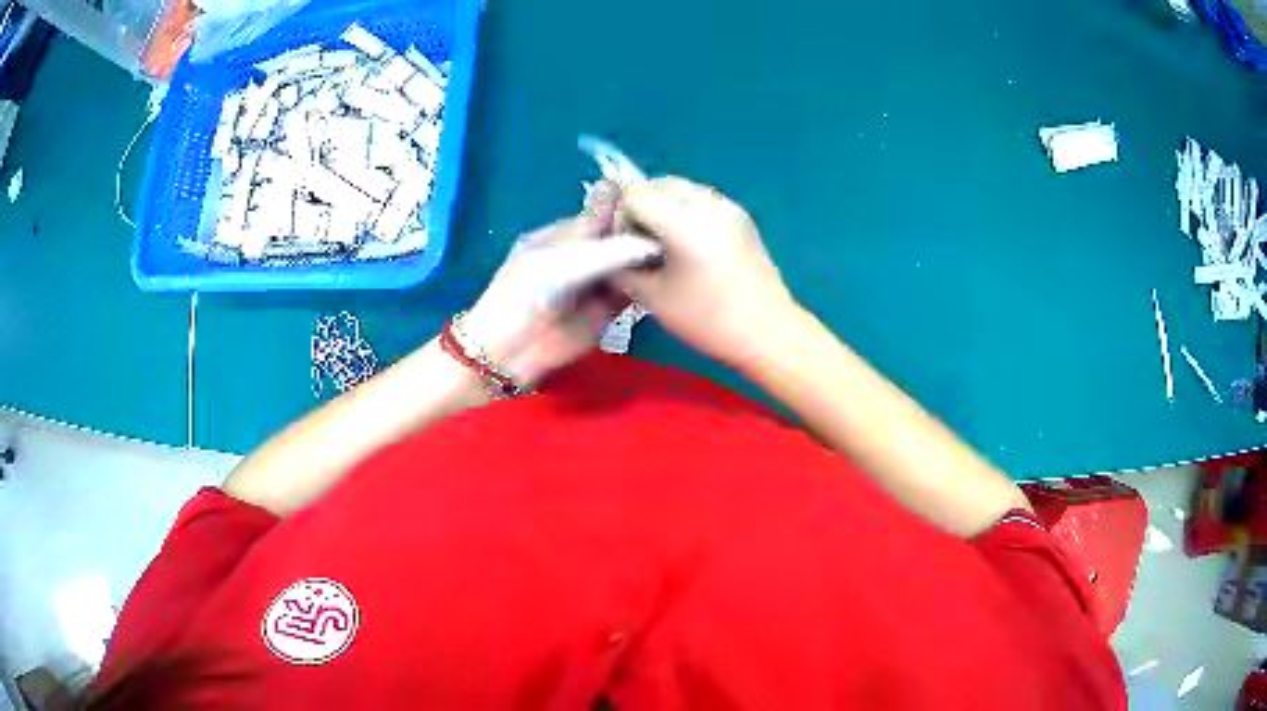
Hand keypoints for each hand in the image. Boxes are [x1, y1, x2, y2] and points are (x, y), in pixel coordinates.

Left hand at [461, 183, 661, 386]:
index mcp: (561, 235)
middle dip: (642, 232)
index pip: (599, 213)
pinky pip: (632, 293)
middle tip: (675, 227)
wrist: (507, 353)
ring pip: (629, 264)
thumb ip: (607, 251)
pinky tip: (670, 277)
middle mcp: (580, 255)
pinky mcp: (606, 312)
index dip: (626, 207)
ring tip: (679, 251)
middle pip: (618, 238)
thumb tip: (652, 240)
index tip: (658, 200)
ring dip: (649, 259)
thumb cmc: (524, 297)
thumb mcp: (563, 264)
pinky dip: (648, 286)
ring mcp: (593, 283)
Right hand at [613, 177, 797, 368]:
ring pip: (681, 187)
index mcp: (684, 222)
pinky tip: (690, 244)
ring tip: (667, 243)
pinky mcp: (741, 216)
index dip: (622, 218)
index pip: (635, 195)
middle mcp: (707, 204)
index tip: (628, 247)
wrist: (768, 331)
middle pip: (658, 183)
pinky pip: (702, 198)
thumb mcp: (653, 298)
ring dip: (664, 206)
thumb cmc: (708, 320)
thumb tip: (612, 253)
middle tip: (643, 244)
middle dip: (642, 207)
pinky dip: (686, 210)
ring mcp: (728, 206)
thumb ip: (623, 268)